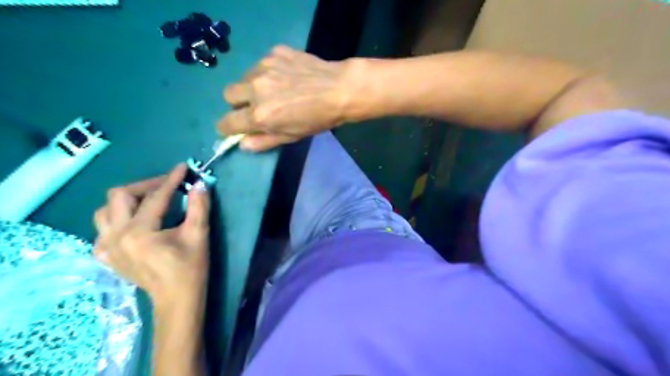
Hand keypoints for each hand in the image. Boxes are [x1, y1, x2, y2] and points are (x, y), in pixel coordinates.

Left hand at [91, 165, 207, 309]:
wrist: (176, 299)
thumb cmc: (190, 268)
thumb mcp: (198, 235)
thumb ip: (199, 206)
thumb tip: (200, 183)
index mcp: (139, 233)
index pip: (155, 197)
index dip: (171, 180)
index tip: (183, 167)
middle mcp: (115, 237)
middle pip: (120, 196)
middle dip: (146, 185)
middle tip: (168, 186)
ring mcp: (106, 247)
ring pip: (106, 210)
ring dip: (128, 200)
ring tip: (150, 201)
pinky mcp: (106, 255)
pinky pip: (103, 228)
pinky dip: (118, 218)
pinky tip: (135, 222)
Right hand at [219, 46, 354, 151]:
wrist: (339, 90)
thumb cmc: (317, 119)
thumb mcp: (291, 137)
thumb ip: (263, 141)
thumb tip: (241, 144)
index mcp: (259, 115)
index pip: (226, 123)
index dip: (227, 127)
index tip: (233, 127)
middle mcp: (255, 89)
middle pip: (228, 95)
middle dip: (237, 103)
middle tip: (256, 106)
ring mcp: (264, 67)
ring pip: (244, 77)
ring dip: (252, 86)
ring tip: (275, 89)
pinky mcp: (274, 52)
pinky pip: (261, 64)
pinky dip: (268, 72)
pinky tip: (287, 76)